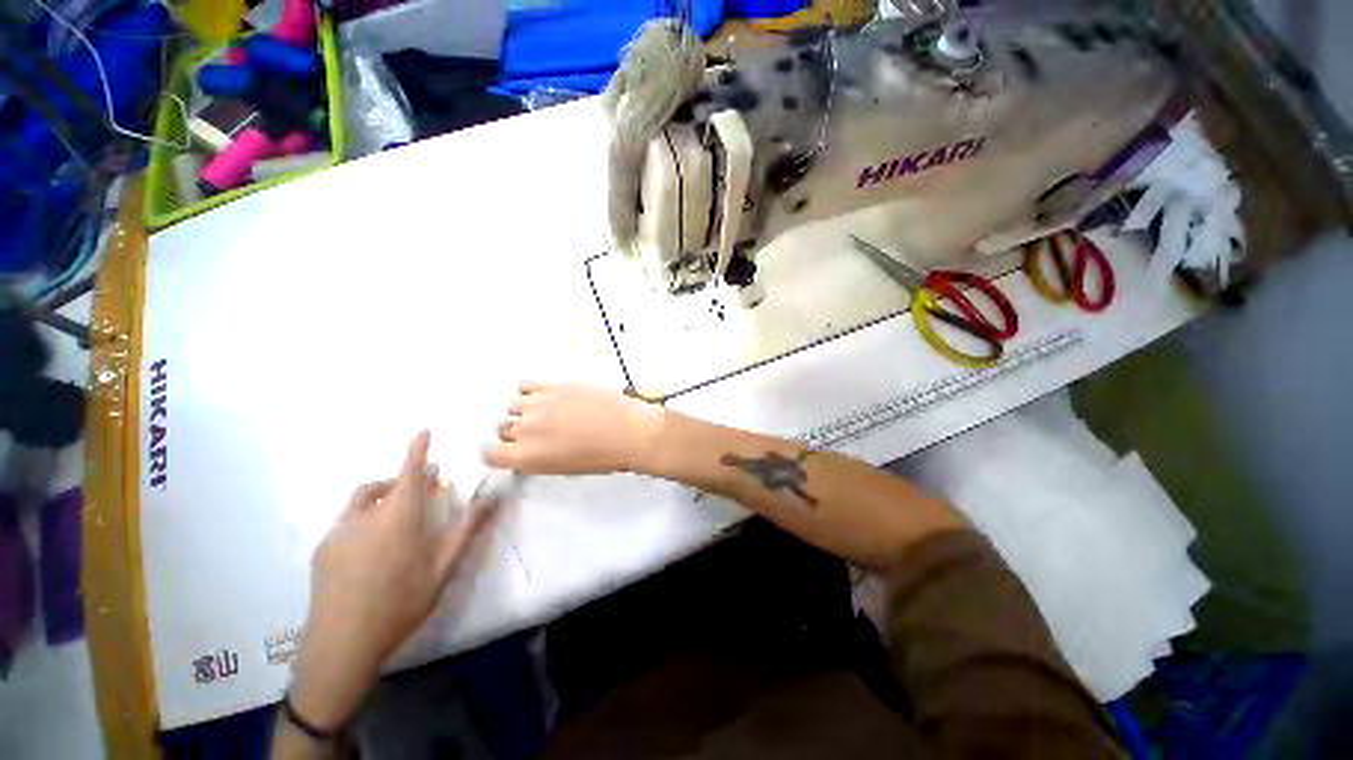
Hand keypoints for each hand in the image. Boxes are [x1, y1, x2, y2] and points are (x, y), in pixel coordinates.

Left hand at [289, 432, 496, 730]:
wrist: (341, 645)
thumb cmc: (400, 603)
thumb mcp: (443, 568)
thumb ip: (467, 530)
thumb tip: (492, 499)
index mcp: (399, 516)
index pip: (409, 472)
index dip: (417, 450)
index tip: (422, 431)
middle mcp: (365, 516)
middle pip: (383, 486)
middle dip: (403, 480)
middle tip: (423, 492)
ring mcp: (338, 533)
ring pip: (361, 502)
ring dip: (381, 498)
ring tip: (395, 521)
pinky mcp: (322, 551)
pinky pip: (346, 522)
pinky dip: (364, 519)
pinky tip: (371, 550)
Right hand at [484, 382, 666, 474]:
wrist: (627, 431)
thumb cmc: (603, 456)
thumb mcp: (564, 468)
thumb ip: (537, 458)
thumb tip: (527, 450)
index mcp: (527, 457)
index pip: (490, 453)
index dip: (498, 450)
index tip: (507, 447)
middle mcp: (527, 430)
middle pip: (503, 427)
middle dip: (517, 431)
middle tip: (539, 430)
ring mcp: (539, 405)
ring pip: (513, 404)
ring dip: (525, 409)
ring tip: (548, 412)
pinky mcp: (554, 385)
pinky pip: (525, 384)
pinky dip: (531, 390)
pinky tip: (546, 395)